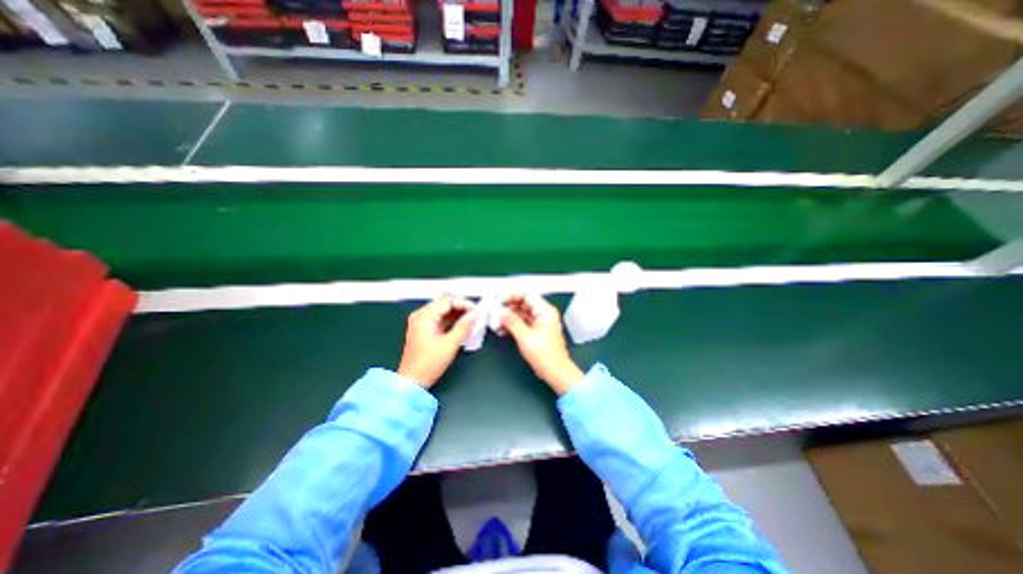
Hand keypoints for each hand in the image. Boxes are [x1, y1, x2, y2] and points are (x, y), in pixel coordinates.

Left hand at [400, 296, 479, 389]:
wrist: (412, 381)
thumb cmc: (427, 364)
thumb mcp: (450, 344)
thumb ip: (464, 327)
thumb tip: (474, 315)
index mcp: (424, 316)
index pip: (447, 300)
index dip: (464, 303)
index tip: (476, 310)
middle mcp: (421, 316)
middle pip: (445, 303)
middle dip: (461, 307)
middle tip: (475, 314)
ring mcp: (422, 322)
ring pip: (444, 310)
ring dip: (458, 313)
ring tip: (472, 320)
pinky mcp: (425, 329)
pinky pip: (441, 318)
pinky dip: (452, 320)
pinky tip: (463, 325)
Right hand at [503, 292, 583, 394]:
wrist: (555, 372)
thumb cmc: (547, 356)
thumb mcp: (525, 337)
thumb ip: (511, 321)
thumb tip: (500, 311)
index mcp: (545, 311)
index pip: (527, 294)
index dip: (512, 294)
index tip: (499, 299)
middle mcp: (543, 314)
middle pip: (522, 303)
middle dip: (507, 307)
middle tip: (495, 311)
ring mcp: (539, 323)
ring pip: (520, 313)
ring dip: (507, 317)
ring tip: (496, 322)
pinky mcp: (534, 331)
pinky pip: (520, 322)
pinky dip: (511, 325)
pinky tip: (501, 330)